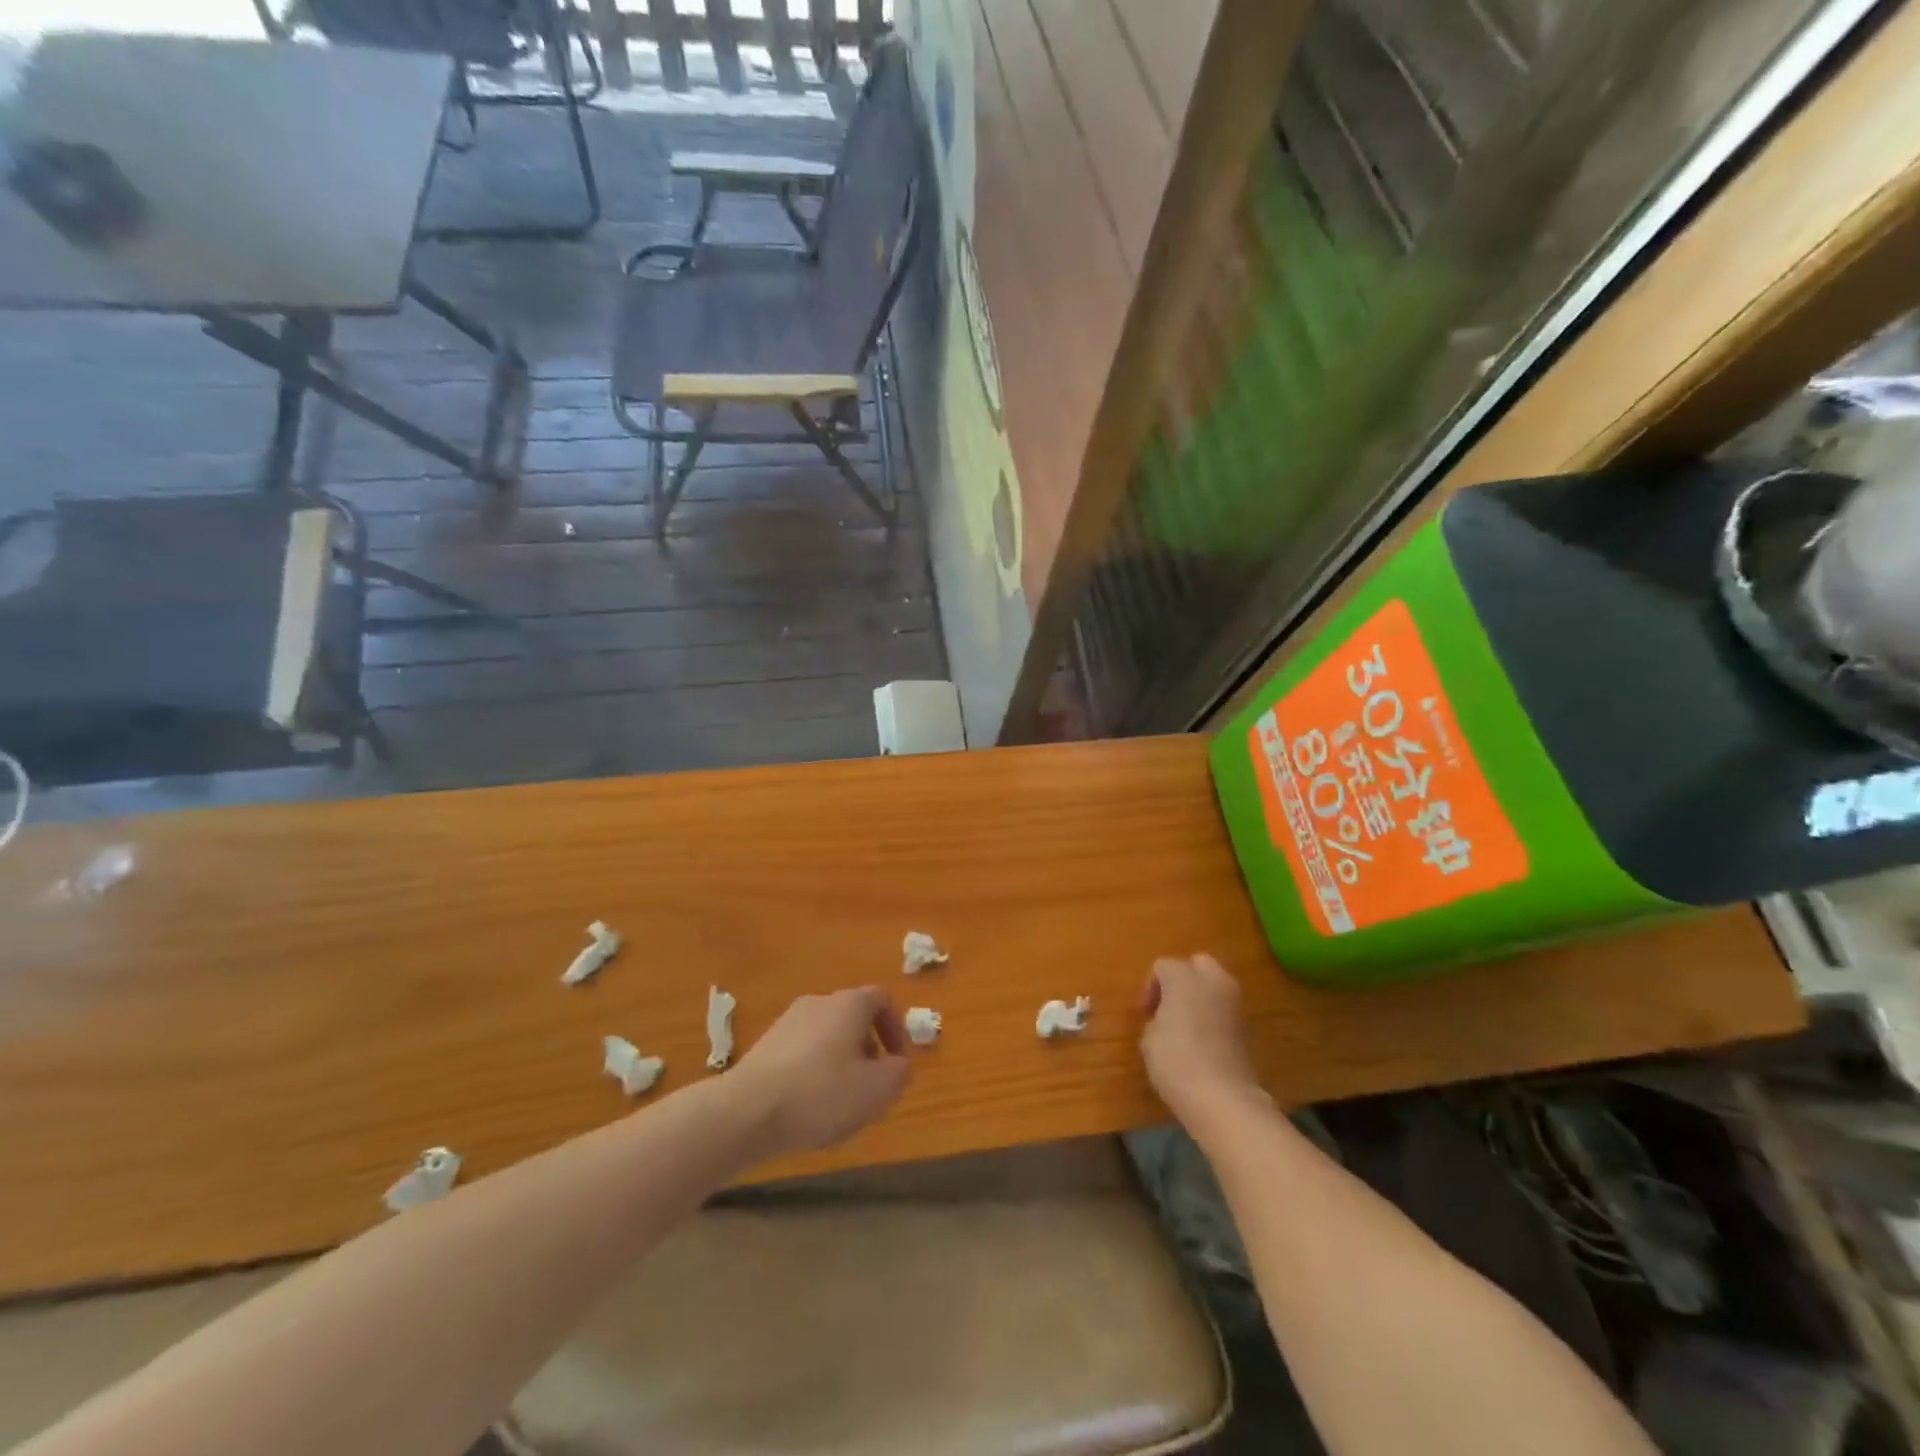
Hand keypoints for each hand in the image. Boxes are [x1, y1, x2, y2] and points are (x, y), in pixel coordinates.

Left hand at [731, 987, 912, 1157]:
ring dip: (840, 1060)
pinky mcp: (765, 1046)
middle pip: (852, 1016)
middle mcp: (818, 1003)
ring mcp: (787, 1022)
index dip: (896, 1027)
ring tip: (840, 1100)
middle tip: (871, 1083)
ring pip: (826, 1035)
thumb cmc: (821, 1094)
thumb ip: (899, 1073)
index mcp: (848, 1005)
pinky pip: (802, 1051)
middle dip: (868, 1047)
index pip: (881, 999)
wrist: (746, 1110)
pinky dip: (814, 1070)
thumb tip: (899, 1063)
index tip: (898, 1059)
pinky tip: (808, 1106)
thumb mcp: (876, 1090)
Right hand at [1141, 955, 1266, 1128]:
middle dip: (1183, 978)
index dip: (1150, 987)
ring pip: (1216, 983)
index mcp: (1182, 976)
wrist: (1222, 1096)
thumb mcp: (1149, 1038)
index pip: (1162, 967)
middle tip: (1169, 1005)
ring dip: (1201, 995)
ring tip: (1187, 1022)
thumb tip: (1165, 1019)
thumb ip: (1156, 1018)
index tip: (1146, 1013)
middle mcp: (1211, 980)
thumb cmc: (1175, 1060)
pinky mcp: (1248, 1024)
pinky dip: (1215, 1014)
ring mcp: (1234, 1001)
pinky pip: (1226, 1007)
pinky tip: (1204, 1037)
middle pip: (1197, 964)